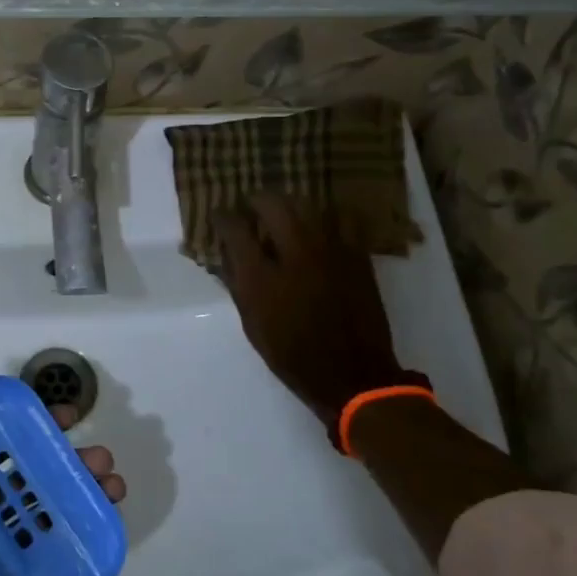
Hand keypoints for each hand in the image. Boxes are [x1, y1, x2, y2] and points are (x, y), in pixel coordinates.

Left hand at [0, 375, 126, 575]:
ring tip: (114, 485)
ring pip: (52, 507)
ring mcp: (4, 548)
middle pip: (34, 472)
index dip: (33, 424)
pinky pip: (58, 549)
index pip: (0, 443)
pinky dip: (84, 532)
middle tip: (101, 455)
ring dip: (85, 491)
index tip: (66, 414)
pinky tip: (111, 521)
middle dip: (70, 458)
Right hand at [218, 196, 405, 434]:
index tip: (219, 216)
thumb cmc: (293, 355)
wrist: (353, 375)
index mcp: (262, 276)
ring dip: (289, 205)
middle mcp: (295, 253)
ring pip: (307, 205)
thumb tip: (227, 256)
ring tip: (284, 214)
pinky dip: (324, 216)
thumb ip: (238, 284)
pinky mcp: (356, 255)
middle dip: (256, 200)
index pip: (234, 228)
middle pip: (272, 203)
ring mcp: (330, 250)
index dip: (222, 217)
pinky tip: (319, 226)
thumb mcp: (252, 324)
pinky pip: (340, 219)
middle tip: (251, 208)